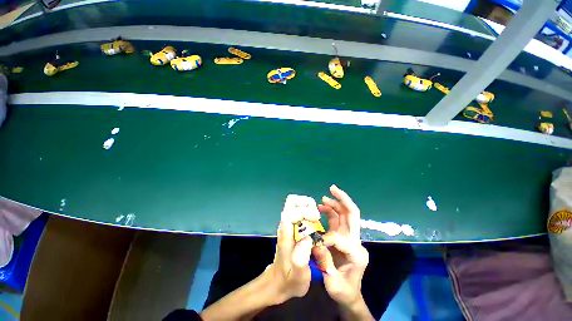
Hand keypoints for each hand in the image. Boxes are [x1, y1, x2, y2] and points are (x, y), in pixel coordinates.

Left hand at [266, 195, 319, 304]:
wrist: (278, 282)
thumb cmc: (289, 279)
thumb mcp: (298, 275)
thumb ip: (301, 258)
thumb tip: (307, 237)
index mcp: (285, 234)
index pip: (291, 213)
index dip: (305, 211)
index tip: (317, 218)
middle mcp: (285, 225)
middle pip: (291, 202)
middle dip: (306, 204)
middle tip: (316, 216)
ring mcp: (287, 224)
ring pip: (295, 203)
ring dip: (307, 206)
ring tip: (316, 220)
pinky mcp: (291, 226)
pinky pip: (299, 210)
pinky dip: (307, 210)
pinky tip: (314, 223)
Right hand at [312, 185, 368, 306]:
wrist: (349, 294)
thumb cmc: (343, 290)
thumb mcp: (333, 282)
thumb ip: (325, 261)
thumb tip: (316, 242)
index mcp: (358, 253)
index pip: (341, 237)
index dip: (327, 238)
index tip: (316, 245)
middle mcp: (356, 241)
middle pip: (352, 214)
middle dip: (343, 199)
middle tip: (333, 189)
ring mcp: (350, 237)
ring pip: (344, 214)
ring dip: (335, 203)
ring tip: (323, 198)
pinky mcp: (343, 236)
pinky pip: (337, 219)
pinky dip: (331, 211)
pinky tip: (322, 208)